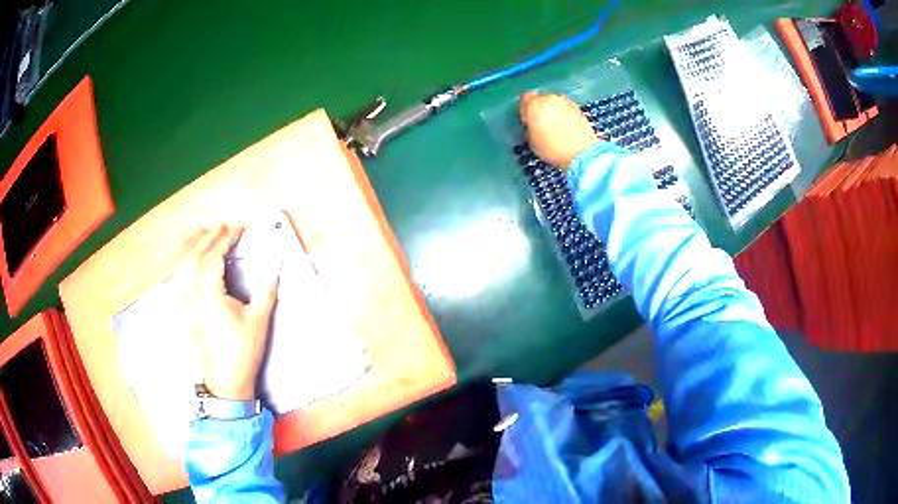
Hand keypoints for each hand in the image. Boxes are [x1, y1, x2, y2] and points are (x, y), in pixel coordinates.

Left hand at [175, 225, 278, 400]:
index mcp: (210, 297)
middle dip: (207, 237)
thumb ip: (267, 290)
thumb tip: (276, 267)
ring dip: (191, 245)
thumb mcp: (259, 320)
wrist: (225, 379)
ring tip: (204, 234)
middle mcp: (191, 295)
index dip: (224, 240)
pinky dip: (183, 260)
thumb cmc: (243, 351)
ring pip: (180, 265)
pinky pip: (177, 277)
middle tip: (222, 227)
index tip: (237, 230)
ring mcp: (183, 302)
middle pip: (192, 256)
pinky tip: (190, 257)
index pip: (212, 258)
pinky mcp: (182, 309)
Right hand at [519, 91, 600, 169]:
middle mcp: (549, 98)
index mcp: (534, 104)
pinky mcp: (578, 108)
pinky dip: (564, 115)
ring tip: (555, 127)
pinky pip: (565, 108)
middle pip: (541, 98)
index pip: (525, 98)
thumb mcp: (531, 140)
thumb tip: (532, 123)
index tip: (527, 120)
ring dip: (553, 111)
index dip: (525, 109)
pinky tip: (566, 128)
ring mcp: (565, 101)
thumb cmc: (552, 148)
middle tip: (541, 123)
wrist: (582, 152)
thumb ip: (530, 126)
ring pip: (554, 103)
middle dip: (540, 108)